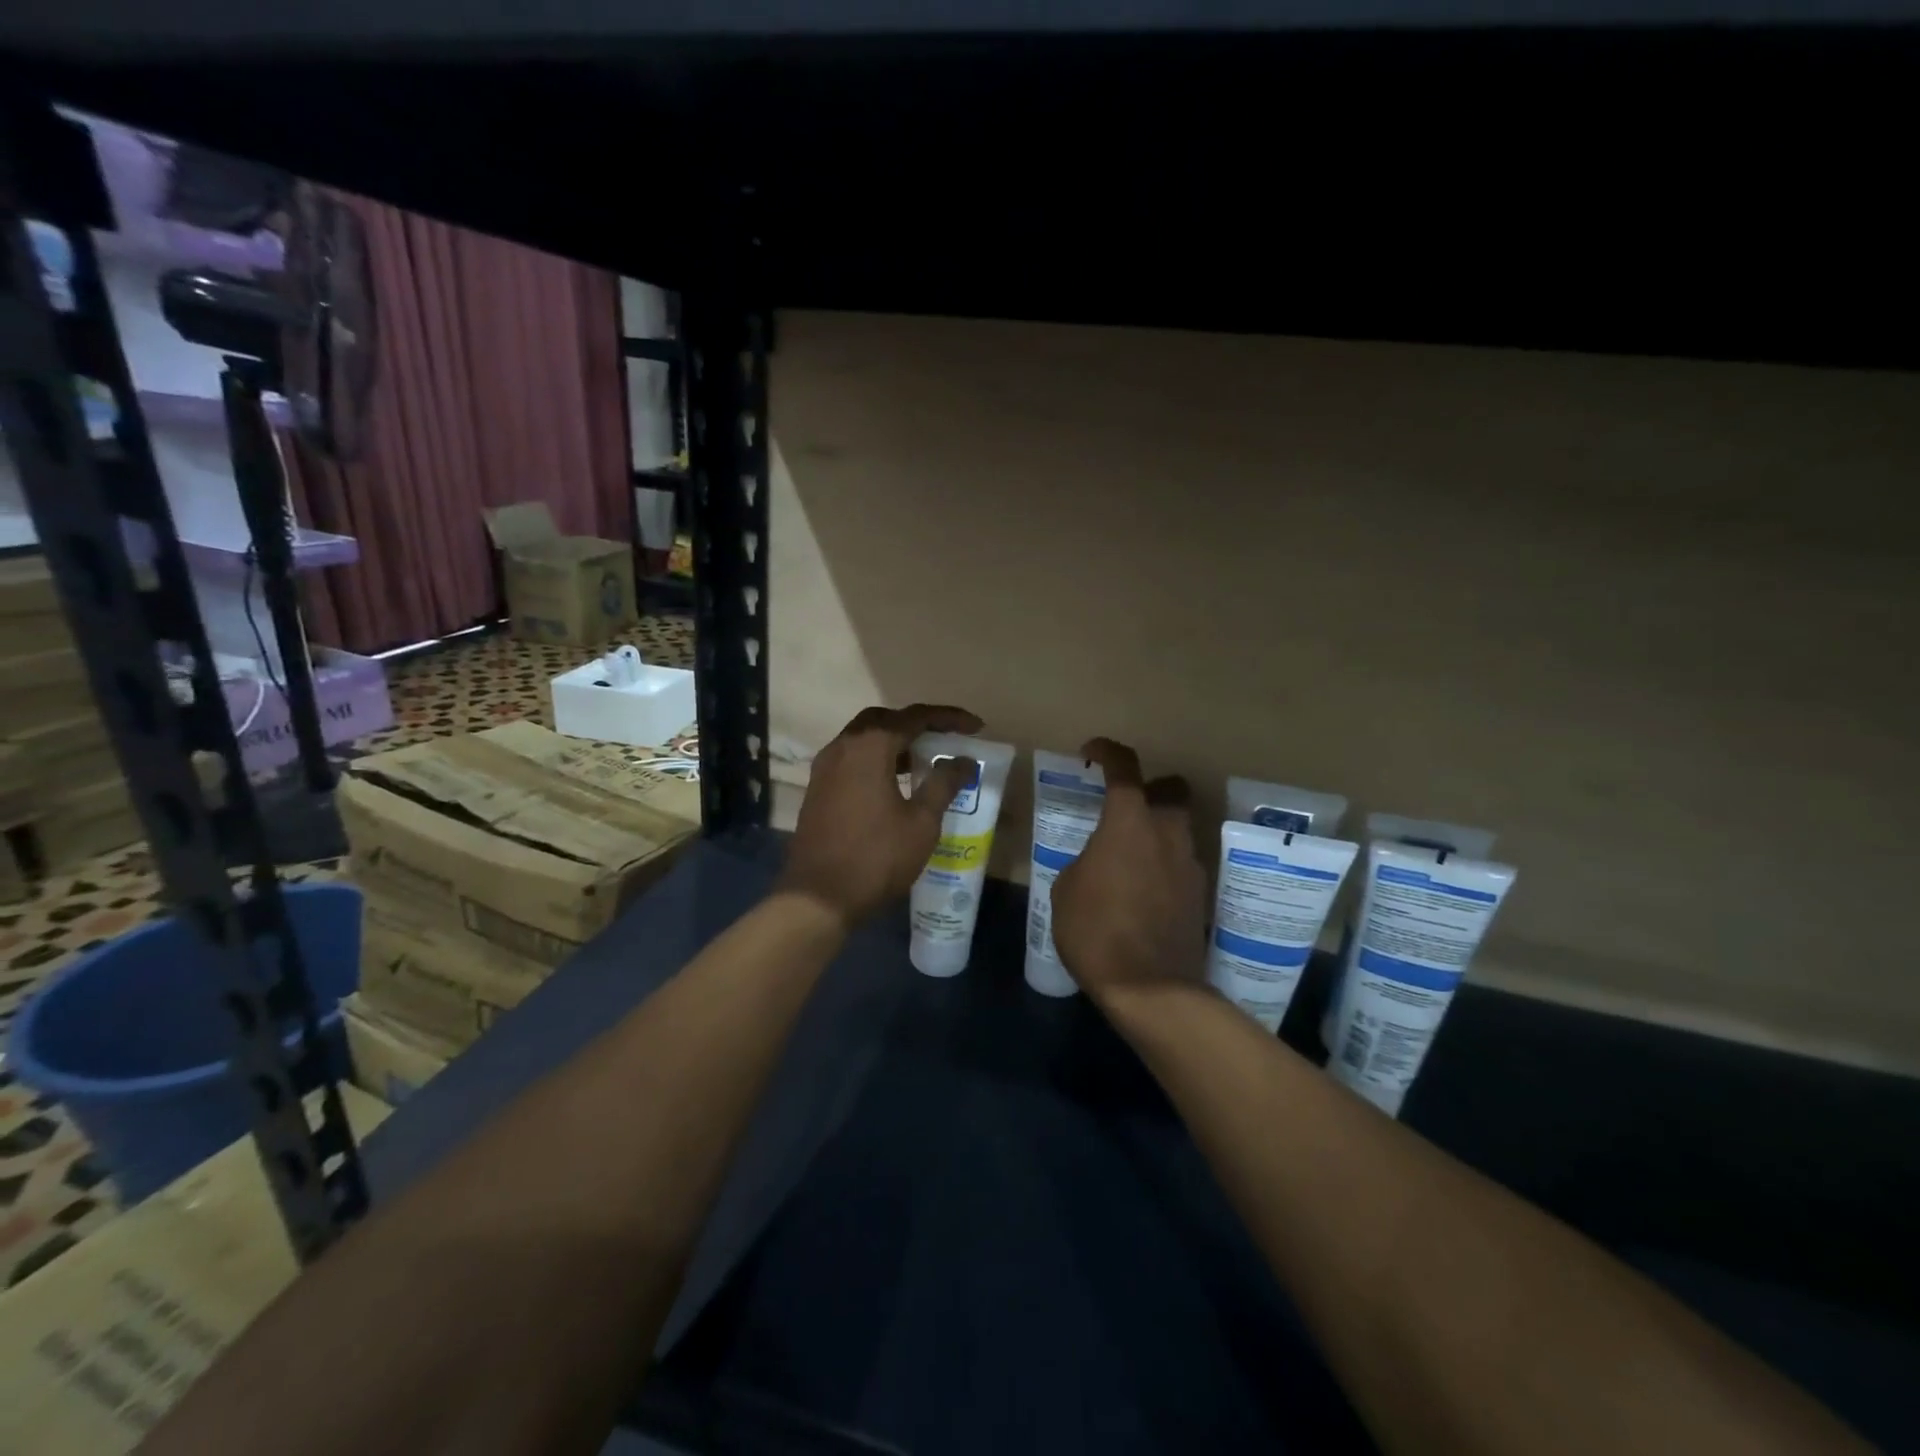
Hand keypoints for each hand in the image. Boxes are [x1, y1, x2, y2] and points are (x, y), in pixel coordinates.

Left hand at [778, 704, 982, 928]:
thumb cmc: (876, 857)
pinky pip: (852, 759)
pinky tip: (896, 781)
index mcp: (869, 747)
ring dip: (896, 742)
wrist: (819, 897)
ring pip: (864, 739)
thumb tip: (963, 760)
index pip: (915, 717)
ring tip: (926, 759)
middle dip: (918, 724)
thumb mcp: (921, 822)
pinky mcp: (818, 788)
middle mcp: (843, 747)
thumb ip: (943, 784)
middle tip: (947, 738)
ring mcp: (825, 767)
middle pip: (885, 720)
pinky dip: (877, 759)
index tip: (976, 727)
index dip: (949, 718)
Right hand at [1050, 737, 1207, 1005]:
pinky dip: (1164, 864)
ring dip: (1157, 829)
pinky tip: (1143, 890)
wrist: (1151, 987)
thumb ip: (1086, 861)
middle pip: (1171, 788)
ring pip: (1179, 827)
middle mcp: (1167, 833)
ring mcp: (1189, 864)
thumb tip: (1099, 861)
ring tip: (1129, 857)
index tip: (1091, 752)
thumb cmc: (1096, 930)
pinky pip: (1181, 863)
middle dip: (1150, 788)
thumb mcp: (1067, 890)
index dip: (1108, 751)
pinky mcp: (1199, 895)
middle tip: (1124, 808)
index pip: (1125, 768)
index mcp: (1129, 823)